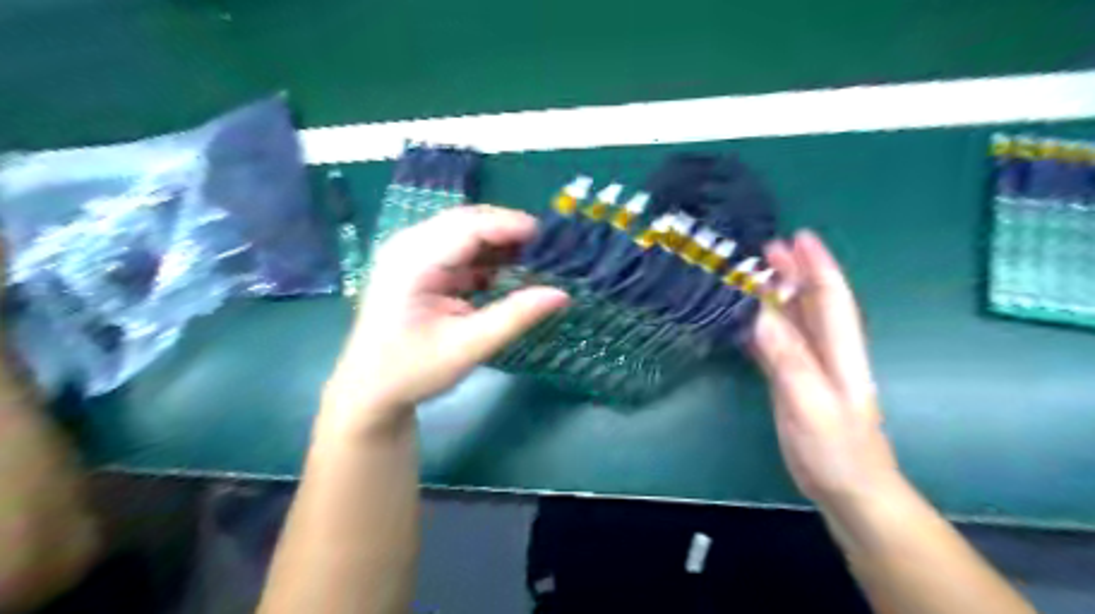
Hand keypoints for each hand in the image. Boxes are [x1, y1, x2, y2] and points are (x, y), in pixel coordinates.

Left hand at [321, 204, 569, 434]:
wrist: (370, 392)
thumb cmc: (412, 371)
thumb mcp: (468, 346)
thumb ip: (515, 316)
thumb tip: (562, 295)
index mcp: (413, 261)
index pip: (469, 226)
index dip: (511, 226)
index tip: (549, 238)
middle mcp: (409, 246)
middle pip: (467, 222)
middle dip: (508, 232)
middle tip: (547, 249)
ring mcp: (412, 255)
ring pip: (465, 233)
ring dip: (499, 244)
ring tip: (536, 259)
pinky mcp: (419, 267)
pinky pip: (459, 251)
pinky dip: (486, 259)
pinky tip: (509, 272)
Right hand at [755, 231, 896, 508]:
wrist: (847, 488)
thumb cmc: (836, 447)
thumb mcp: (809, 401)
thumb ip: (787, 358)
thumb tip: (759, 314)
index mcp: (839, 349)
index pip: (831, 296)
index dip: (816, 264)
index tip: (799, 236)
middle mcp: (826, 350)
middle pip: (811, 301)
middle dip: (794, 272)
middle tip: (767, 247)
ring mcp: (808, 366)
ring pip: (792, 320)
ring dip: (775, 295)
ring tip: (752, 274)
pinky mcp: (792, 382)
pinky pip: (775, 344)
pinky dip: (761, 327)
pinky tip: (743, 320)